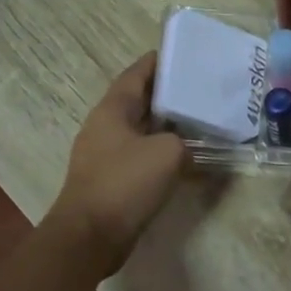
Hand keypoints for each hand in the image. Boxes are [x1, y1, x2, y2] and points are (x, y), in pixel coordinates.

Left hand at [46, 53, 189, 278]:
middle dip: (168, 94)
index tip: (182, 54)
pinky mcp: (111, 179)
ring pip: (141, 129)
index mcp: (112, 110)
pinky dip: (161, 150)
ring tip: (198, 120)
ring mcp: (105, 154)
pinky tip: (184, 157)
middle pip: (139, 101)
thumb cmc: (125, 183)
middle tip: (200, 88)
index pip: (136, 74)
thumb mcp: (168, 153)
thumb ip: (184, 141)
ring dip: (166, 125)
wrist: (90, 236)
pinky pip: (140, 155)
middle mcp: (105, 127)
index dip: (158, 62)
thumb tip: (185, 145)